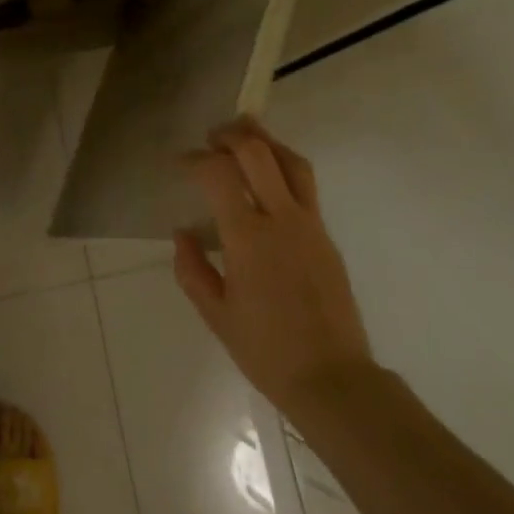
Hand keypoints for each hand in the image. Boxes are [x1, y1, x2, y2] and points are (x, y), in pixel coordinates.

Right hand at [174, 118, 372, 417]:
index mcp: (249, 238)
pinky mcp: (326, 236)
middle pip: (259, 153)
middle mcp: (282, 220)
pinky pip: (305, 185)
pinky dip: (282, 166)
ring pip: (291, 162)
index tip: (180, 163)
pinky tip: (267, 178)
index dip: (196, 160)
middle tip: (211, 137)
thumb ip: (192, 269)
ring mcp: (310, 225)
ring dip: (265, 142)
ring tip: (244, 136)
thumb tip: (182, 233)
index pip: (219, 174)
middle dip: (231, 135)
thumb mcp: (215, 314)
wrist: (332, 378)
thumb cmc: (265, 351)